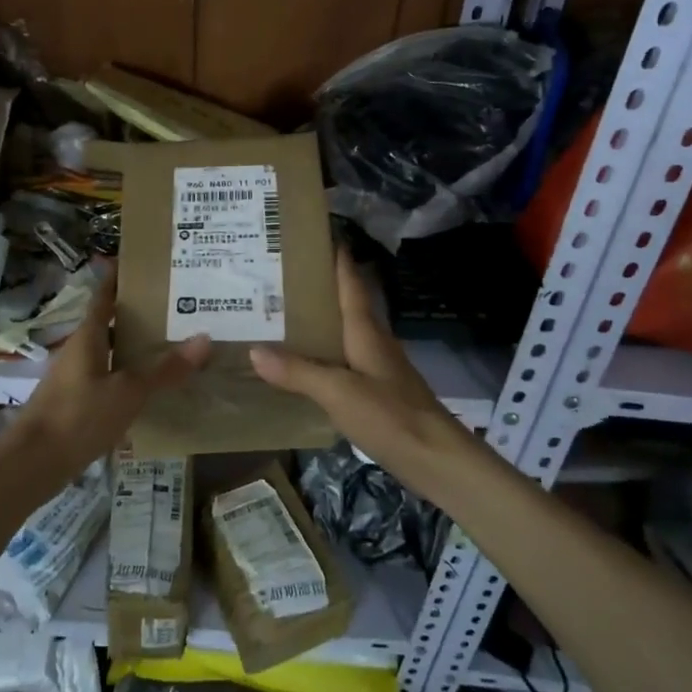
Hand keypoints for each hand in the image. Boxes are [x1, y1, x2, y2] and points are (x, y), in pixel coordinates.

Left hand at [7, 263, 209, 477]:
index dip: (119, 278)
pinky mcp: (76, 403)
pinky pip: (108, 377)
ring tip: (171, 343)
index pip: (104, 297)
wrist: (33, 464)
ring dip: (135, 346)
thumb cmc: (78, 417)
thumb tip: (204, 338)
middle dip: (138, 314)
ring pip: (110, 352)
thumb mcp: (127, 392)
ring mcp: (75, 378)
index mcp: (87, 337)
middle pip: (110, 323)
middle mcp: (79, 351)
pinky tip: (151, 386)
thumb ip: (164, 369)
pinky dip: (129, 374)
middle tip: (176, 306)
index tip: (142, 262)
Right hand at [250, 251, 469, 492]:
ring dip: (317, 321)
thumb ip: (298, 372)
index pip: (350, 282)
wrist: (437, 459)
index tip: (314, 233)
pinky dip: (320, 353)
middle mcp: (372, 341)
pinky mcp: (376, 391)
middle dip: (316, 287)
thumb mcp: (338, 392)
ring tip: (278, 314)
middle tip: (276, 275)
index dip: (336, 256)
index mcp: (366, 331)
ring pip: (342, 333)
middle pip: (344, 304)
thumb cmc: (391, 415)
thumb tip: (254, 350)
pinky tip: (300, 363)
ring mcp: (376, 367)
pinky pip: (342, 360)